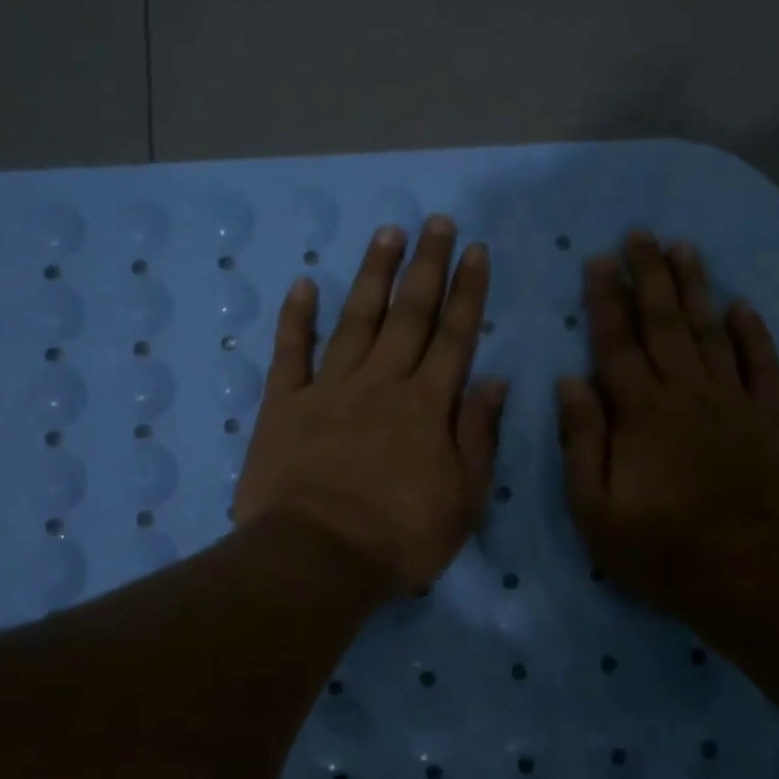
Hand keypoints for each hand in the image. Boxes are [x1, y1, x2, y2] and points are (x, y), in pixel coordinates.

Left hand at [234, 215, 506, 592]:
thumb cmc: (399, 538)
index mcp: (428, 406)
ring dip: (373, 275)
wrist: (318, 557)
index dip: (468, 292)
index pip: (455, 337)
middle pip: (409, 315)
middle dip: (427, 266)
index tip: (475, 251)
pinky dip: (297, 317)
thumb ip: (478, 436)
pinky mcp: (285, 405)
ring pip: (357, 320)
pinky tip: (305, 283)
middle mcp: (382, 383)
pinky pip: (291, 352)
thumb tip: (494, 382)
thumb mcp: (463, 499)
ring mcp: (330, 389)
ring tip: (387, 233)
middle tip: (436, 222)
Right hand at [558, 232, 778, 614]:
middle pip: (665, 323)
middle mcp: (686, 393)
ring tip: (684, 249)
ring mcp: (733, 403)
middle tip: (641, 233)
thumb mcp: (594, 506)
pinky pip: (763, 366)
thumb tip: (571, 382)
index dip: (605, 300)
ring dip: (696, 288)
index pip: (616, 343)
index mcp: (639, 412)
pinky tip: (744, 305)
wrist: (748, 575)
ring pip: (712, 332)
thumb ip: (581, 440)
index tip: (599, 260)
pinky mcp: (771, 420)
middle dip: (649, 275)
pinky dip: (754, 333)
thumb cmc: (659, 547)